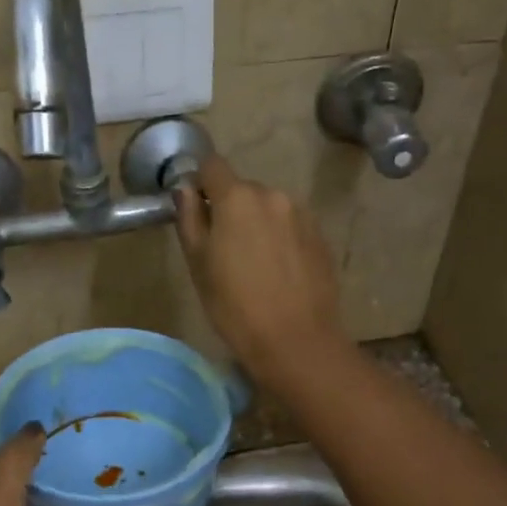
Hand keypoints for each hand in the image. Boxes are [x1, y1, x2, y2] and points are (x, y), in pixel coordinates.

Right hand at [174, 153, 348, 390]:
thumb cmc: (235, 306)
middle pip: (243, 189)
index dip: (201, 183)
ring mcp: (302, 215)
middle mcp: (273, 195)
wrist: (296, 340)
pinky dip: (281, 239)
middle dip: (231, 209)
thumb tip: (185, 190)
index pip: (212, 165)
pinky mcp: (321, 237)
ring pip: (269, 208)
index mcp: (237, 198)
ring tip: (255, 265)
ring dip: (258, 224)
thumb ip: (190, 219)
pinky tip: (279, 272)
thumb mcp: (198, 265)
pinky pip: (291, 227)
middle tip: (224, 249)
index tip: (197, 210)